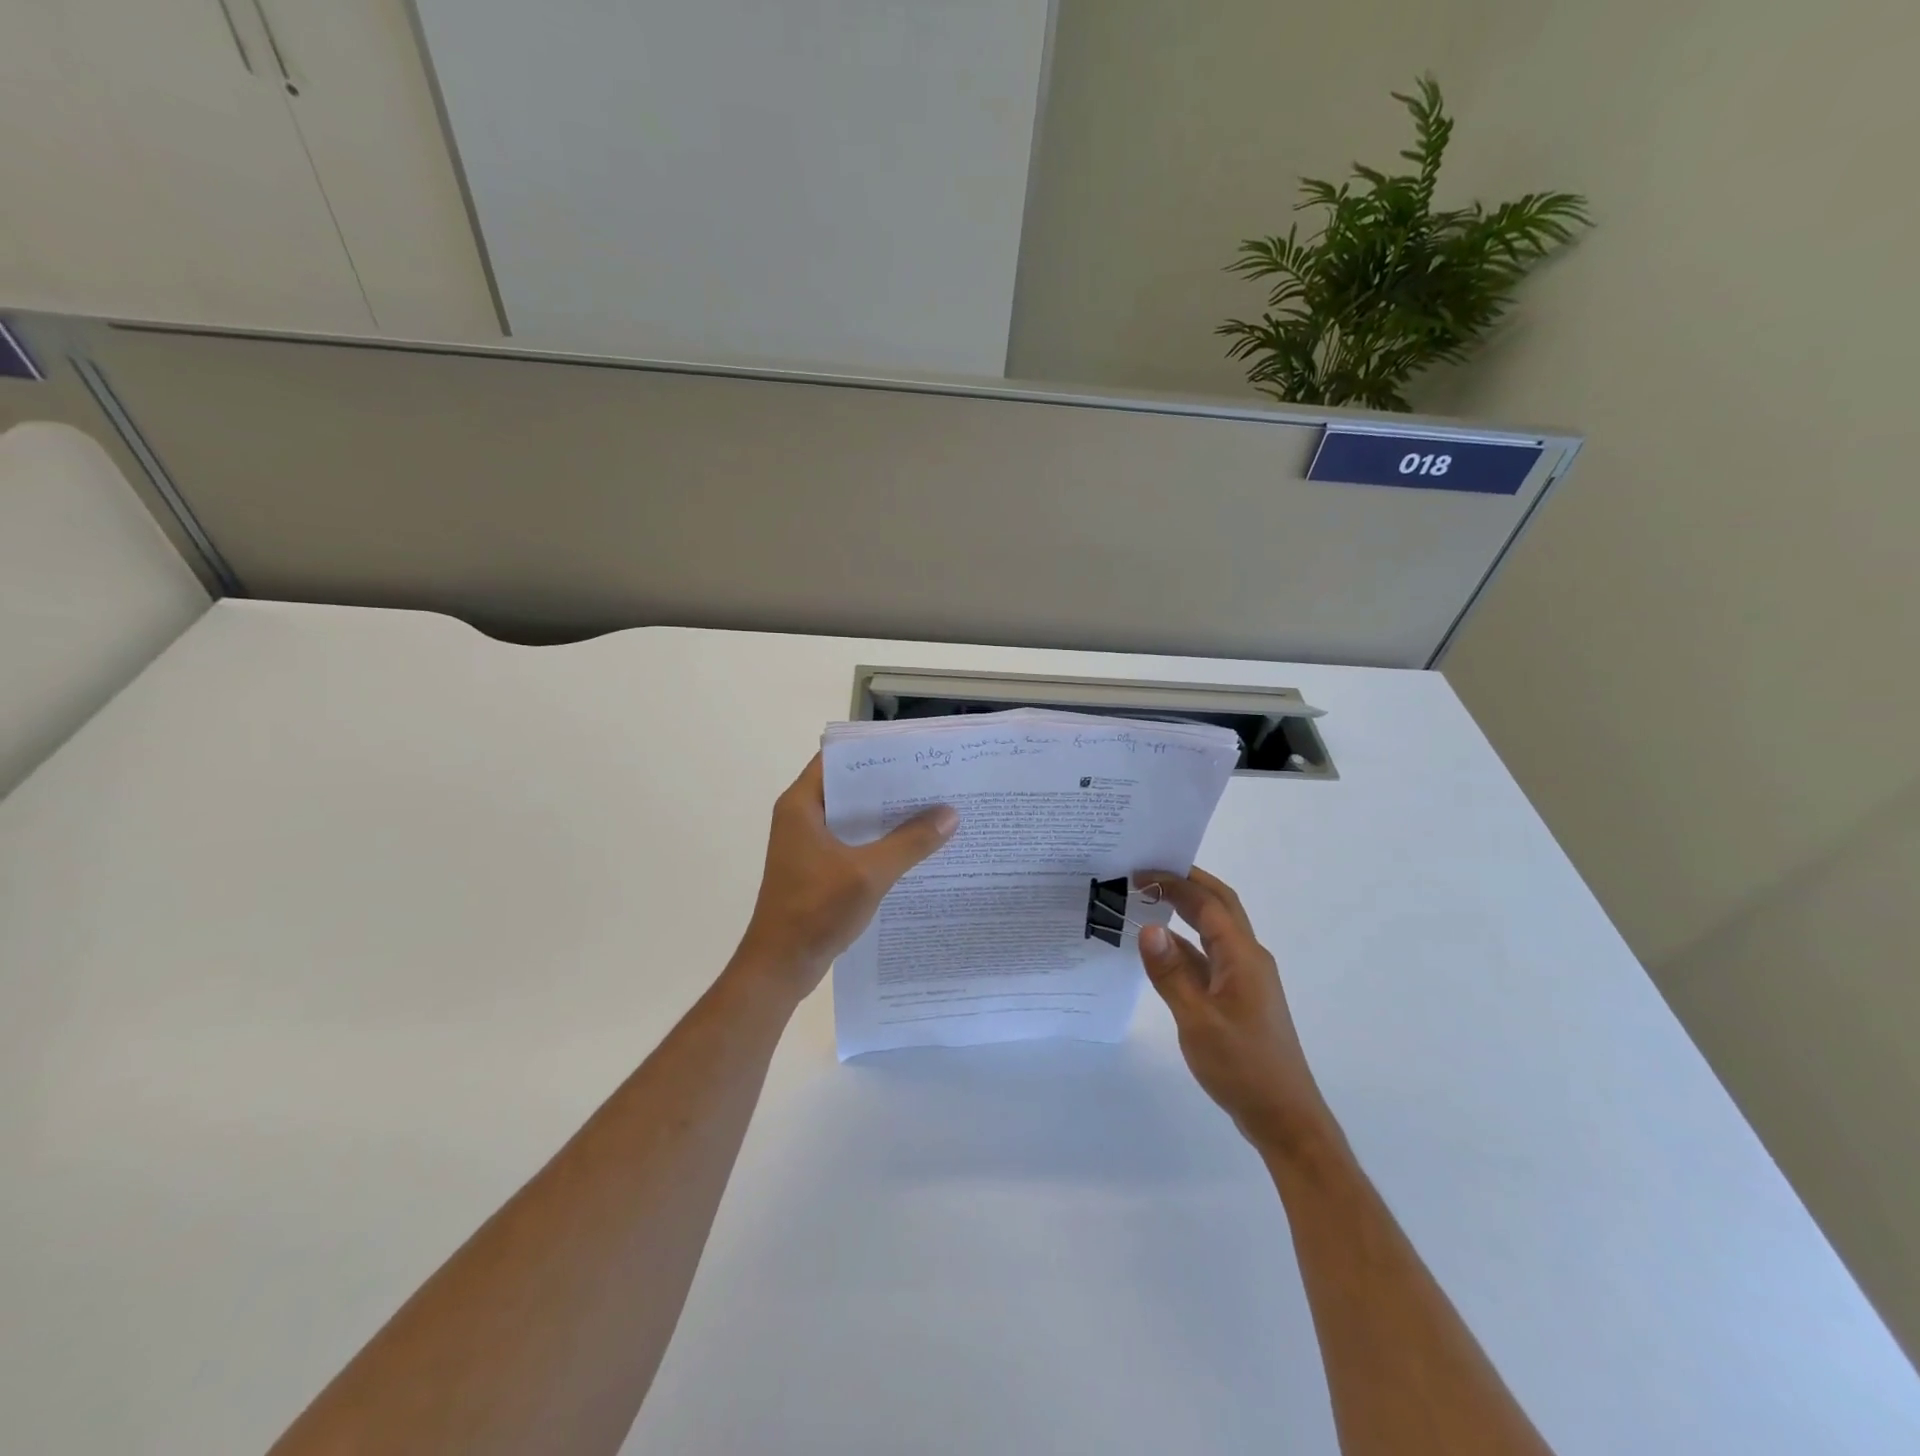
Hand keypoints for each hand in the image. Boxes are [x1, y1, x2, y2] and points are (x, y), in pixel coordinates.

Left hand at [733, 755, 957, 1001]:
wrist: (780, 967)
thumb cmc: (815, 911)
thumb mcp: (868, 873)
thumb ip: (910, 842)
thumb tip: (950, 814)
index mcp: (802, 805)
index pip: (839, 759)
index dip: (875, 751)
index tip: (914, 750)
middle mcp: (802, 816)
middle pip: (851, 787)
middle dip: (891, 784)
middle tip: (935, 779)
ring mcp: (809, 844)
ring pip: (855, 817)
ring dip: (888, 815)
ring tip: (934, 808)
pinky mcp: (818, 868)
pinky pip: (854, 843)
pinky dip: (880, 841)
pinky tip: (915, 847)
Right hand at [1136, 867, 1333, 1156]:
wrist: (1284, 1118)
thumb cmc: (1243, 1066)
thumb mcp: (1198, 1020)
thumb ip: (1170, 973)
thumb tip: (1147, 927)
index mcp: (1243, 956)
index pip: (1208, 903)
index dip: (1176, 881)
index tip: (1140, 871)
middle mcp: (1247, 959)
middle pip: (1217, 907)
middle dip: (1184, 885)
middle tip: (1144, 874)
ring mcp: (1244, 979)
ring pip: (1212, 932)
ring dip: (1183, 913)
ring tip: (1145, 903)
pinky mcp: (1238, 998)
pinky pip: (1208, 959)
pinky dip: (1184, 947)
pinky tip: (1158, 952)